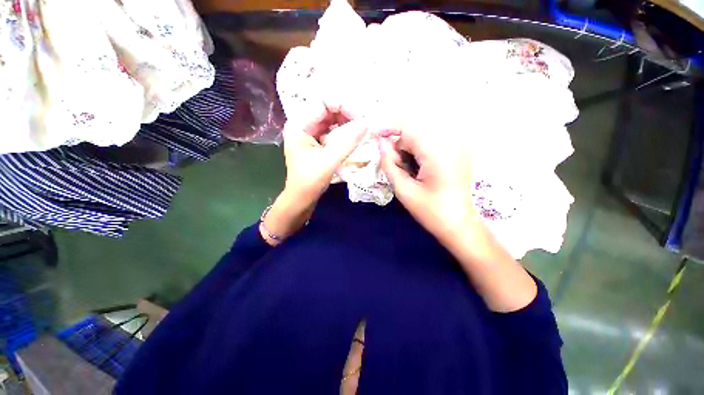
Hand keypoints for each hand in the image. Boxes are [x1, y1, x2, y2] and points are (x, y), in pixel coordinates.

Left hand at [282, 107, 367, 207]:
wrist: (301, 198)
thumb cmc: (310, 181)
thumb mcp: (329, 161)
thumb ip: (348, 142)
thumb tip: (366, 123)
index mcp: (299, 124)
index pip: (323, 102)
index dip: (343, 105)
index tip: (360, 117)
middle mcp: (303, 124)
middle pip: (327, 108)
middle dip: (347, 113)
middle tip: (364, 123)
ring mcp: (309, 132)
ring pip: (331, 119)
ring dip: (347, 122)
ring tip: (361, 129)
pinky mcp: (316, 141)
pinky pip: (332, 130)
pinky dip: (343, 131)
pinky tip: (353, 136)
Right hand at [375, 120, 473, 242]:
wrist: (459, 224)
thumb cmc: (430, 211)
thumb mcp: (403, 190)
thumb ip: (389, 164)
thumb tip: (380, 143)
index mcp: (437, 152)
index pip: (408, 128)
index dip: (388, 129)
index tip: (375, 136)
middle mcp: (450, 142)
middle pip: (414, 133)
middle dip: (399, 146)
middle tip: (396, 167)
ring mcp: (458, 146)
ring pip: (422, 137)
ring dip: (409, 150)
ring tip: (409, 172)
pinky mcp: (459, 151)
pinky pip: (431, 142)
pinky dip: (419, 152)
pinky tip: (419, 169)